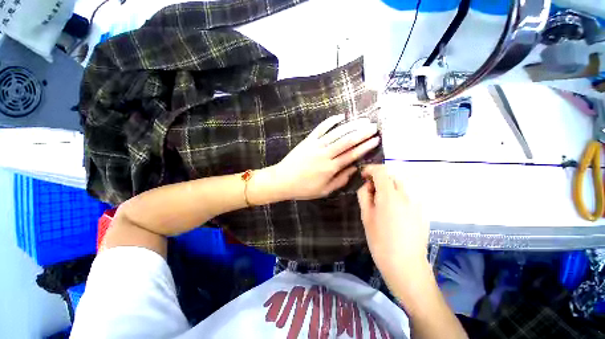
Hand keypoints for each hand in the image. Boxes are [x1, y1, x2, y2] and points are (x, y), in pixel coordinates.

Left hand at [270, 114, 379, 200]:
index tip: (376, 139)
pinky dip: (331, 121)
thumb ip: (340, 180)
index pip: (352, 155)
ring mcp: (316, 145)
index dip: (365, 147)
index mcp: (330, 168)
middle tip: (374, 126)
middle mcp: (325, 154)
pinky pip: (321, 128)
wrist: (282, 180)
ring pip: (337, 133)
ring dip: (351, 126)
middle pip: (347, 141)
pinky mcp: (308, 140)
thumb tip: (354, 168)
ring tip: (363, 120)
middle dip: (362, 133)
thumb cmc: (303, 188)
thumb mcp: (324, 190)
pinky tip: (340, 116)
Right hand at [357, 165, 428, 279]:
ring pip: (401, 184)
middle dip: (379, 178)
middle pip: (392, 176)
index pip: (381, 171)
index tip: (363, 175)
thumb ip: (364, 196)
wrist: (406, 265)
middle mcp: (406, 195)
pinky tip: (393, 210)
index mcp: (389, 196)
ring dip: (389, 186)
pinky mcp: (422, 210)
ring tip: (381, 200)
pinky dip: (398, 194)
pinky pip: (408, 194)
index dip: (370, 169)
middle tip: (371, 191)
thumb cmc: (380, 242)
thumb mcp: (366, 217)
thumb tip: (367, 185)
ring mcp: (417, 202)